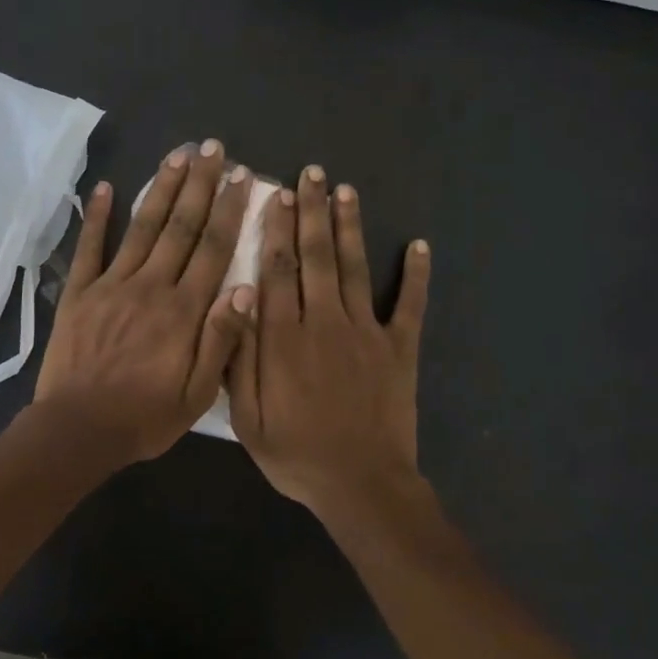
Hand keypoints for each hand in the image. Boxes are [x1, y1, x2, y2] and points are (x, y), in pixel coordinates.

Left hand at [35, 139, 257, 464]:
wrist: (78, 430)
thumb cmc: (144, 417)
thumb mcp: (198, 394)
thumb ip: (222, 341)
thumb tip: (248, 289)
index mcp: (183, 311)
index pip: (213, 249)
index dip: (230, 210)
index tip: (243, 177)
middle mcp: (150, 287)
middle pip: (180, 227)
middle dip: (199, 185)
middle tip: (212, 149)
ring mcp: (111, 285)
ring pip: (142, 228)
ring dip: (160, 189)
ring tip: (176, 156)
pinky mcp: (79, 293)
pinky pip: (89, 248)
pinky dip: (96, 217)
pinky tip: (104, 187)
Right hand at [228, 165, 431, 519]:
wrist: (360, 484)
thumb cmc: (296, 453)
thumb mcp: (247, 415)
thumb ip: (240, 356)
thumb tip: (237, 299)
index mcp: (284, 337)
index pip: (277, 269)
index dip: (276, 229)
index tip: (275, 195)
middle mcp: (324, 321)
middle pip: (315, 256)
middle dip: (312, 212)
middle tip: (312, 174)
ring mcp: (366, 332)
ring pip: (355, 267)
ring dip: (349, 227)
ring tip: (346, 190)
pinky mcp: (400, 348)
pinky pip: (410, 304)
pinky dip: (417, 275)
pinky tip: (420, 244)